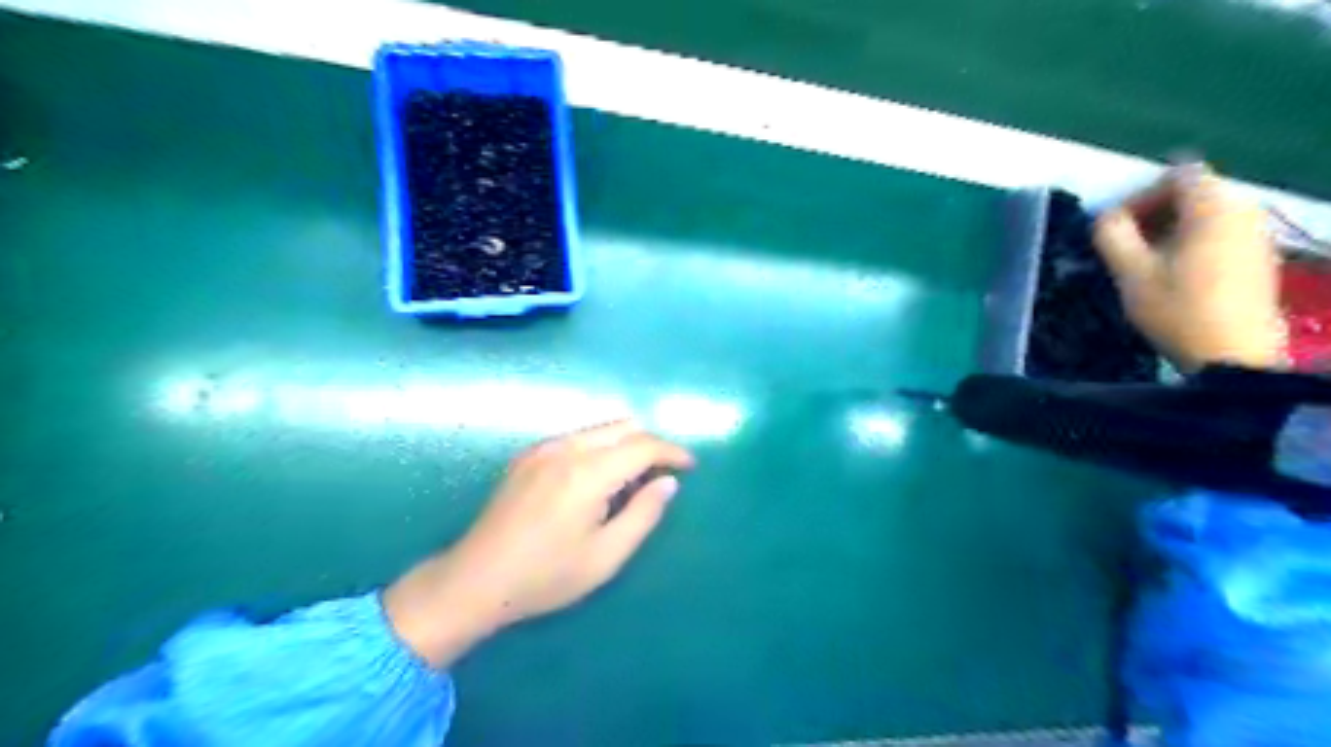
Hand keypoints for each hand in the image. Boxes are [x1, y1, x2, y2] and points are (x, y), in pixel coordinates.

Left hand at [384, 422, 697, 667]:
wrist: (475, 580)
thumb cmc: (545, 576)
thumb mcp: (605, 556)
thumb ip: (643, 515)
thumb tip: (668, 483)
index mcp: (587, 472)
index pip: (642, 445)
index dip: (672, 452)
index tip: (690, 466)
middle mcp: (565, 448)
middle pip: (622, 427)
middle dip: (650, 445)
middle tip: (663, 475)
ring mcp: (542, 449)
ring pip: (599, 430)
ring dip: (624, 445)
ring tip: (632, 482)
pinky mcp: (527, 456)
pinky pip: (577, 439)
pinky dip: (599, 449)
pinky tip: (596, 482)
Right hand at [1091, 165, 1290, 373]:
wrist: (1232, 355)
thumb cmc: (1176, 309)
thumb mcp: (1130, 272)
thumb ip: (1112, 236)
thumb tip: (1105, 217)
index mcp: (1213, 207)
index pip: (1177, 175)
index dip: (1140, 193)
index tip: (1116, 226)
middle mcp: (1244, 209)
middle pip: (1194, 192)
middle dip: (1153, 212)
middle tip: (1123, 244)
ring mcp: (1257, 233)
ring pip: (1206, 214)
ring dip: (1170, 228)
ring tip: (1143, 261)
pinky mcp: (1259, 256)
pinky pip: (1221, 232)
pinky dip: (1192, 241)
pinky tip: (1172, 273)